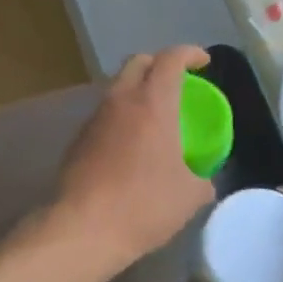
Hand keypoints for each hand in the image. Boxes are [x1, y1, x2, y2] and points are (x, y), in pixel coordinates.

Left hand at [53, 46, 215, 272]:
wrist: (84, 228)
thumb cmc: (144, 204)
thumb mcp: (189, 196)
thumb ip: (202, 180)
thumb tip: (205, 182)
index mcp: (153, 103)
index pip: (171, 59)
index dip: (189, 53)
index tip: (203, 61)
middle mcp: (121, 101)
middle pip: (138, 63)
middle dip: (159, 64)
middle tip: (176, 82)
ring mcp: (95, 119)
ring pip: (117, 89)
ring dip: (137, 92)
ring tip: (153, 117)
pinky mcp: (78, 140)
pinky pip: (104, 116)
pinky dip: (121, 118)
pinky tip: (129, 147)